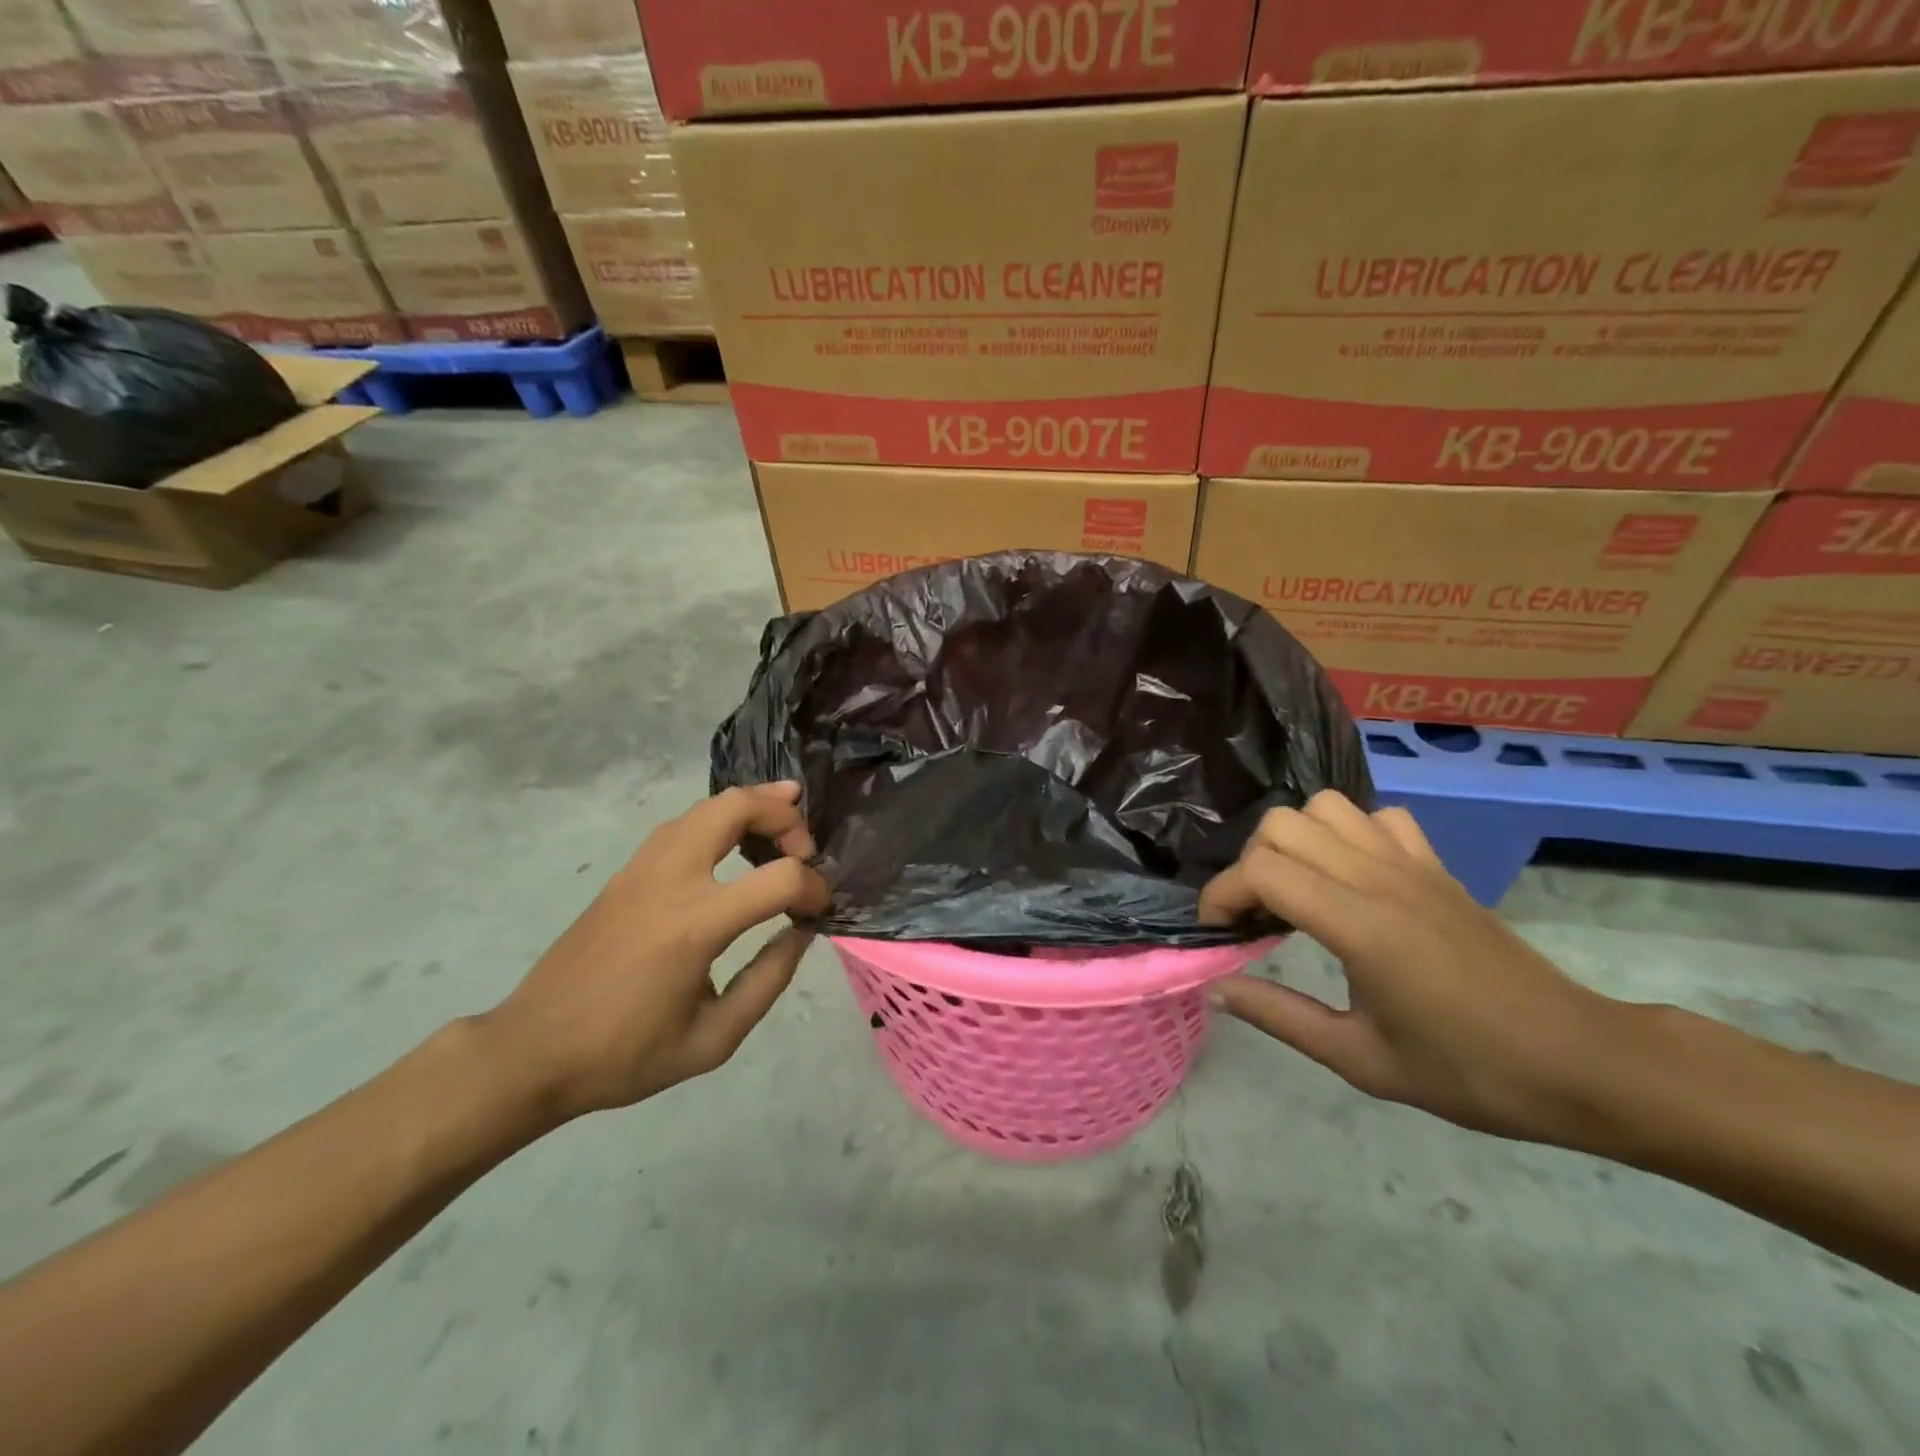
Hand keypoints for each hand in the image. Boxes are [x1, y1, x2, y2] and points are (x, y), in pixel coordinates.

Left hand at [478, 783, 830, 1123]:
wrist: (532, 1051)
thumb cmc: (625, 1054)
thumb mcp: (714, 1039)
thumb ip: (769, 979)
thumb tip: (802, 930)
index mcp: (695, 924)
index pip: (780, 878)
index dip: (814, 888)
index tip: (820, 911)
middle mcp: (670, 879)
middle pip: (736, 807)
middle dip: (783, 815)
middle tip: (806, 845)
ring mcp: (643, 868)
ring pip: (706, 805)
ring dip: (751, 807)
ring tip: (784, 824)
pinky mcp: (627, 871)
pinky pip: (683, 824)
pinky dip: (720, 819)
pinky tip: (734, 843)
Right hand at [1200, 791, 1625, 1143]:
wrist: (1579, 1062)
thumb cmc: (1469, 1072)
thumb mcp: (1361, 1060)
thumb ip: (1279, 1017)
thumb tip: (1216, 988)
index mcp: (1359, 925)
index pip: (1262, 871)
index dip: (1222, 894)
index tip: (1217, 932)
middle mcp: (1380, 878)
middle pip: (1282, 825)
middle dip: (1250, 864)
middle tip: (1256, 916)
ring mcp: (1412, 864)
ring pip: (1326, 807)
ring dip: (1294, 840)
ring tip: (1296, 890)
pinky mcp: (1436, 865)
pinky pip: (1379, 818)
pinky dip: (1350, 833)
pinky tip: (1351, 876)